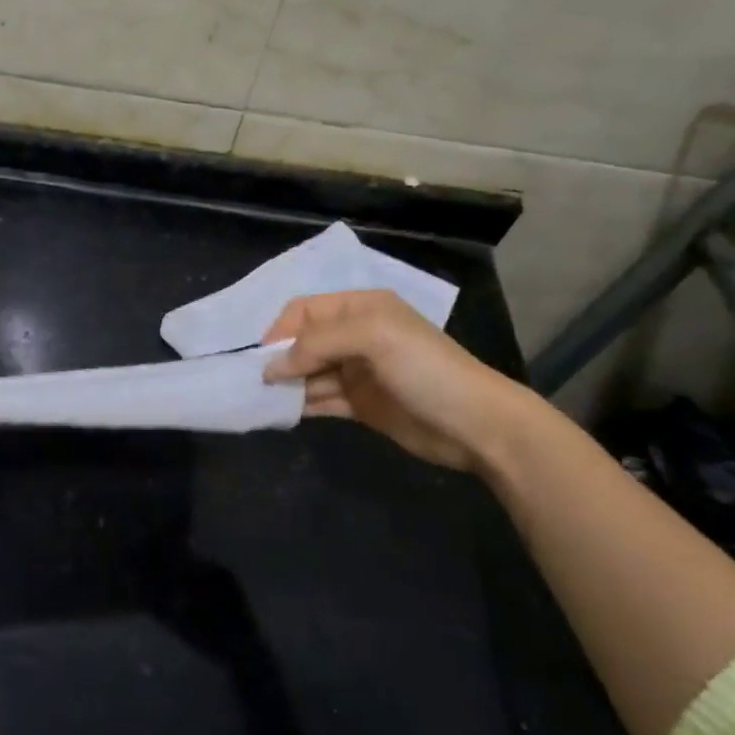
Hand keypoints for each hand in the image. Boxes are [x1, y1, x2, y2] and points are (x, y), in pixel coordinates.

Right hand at [262, 290, 539, 472]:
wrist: (476, 425)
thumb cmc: (425, 369)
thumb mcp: (372, 338)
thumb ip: (317, 343)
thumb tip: (272, 367)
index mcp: (361, 309)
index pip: (305, 310)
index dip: (280, 330)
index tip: (262, 358)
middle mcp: (356, 336)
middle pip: (303, 342)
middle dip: (280, 359)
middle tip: (258, 383)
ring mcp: (358, 372)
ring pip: (308, 373)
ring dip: (287, 384)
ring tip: (263, 400)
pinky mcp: (360, 404)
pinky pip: (320, 399)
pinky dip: (300, 405)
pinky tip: (280, 413)